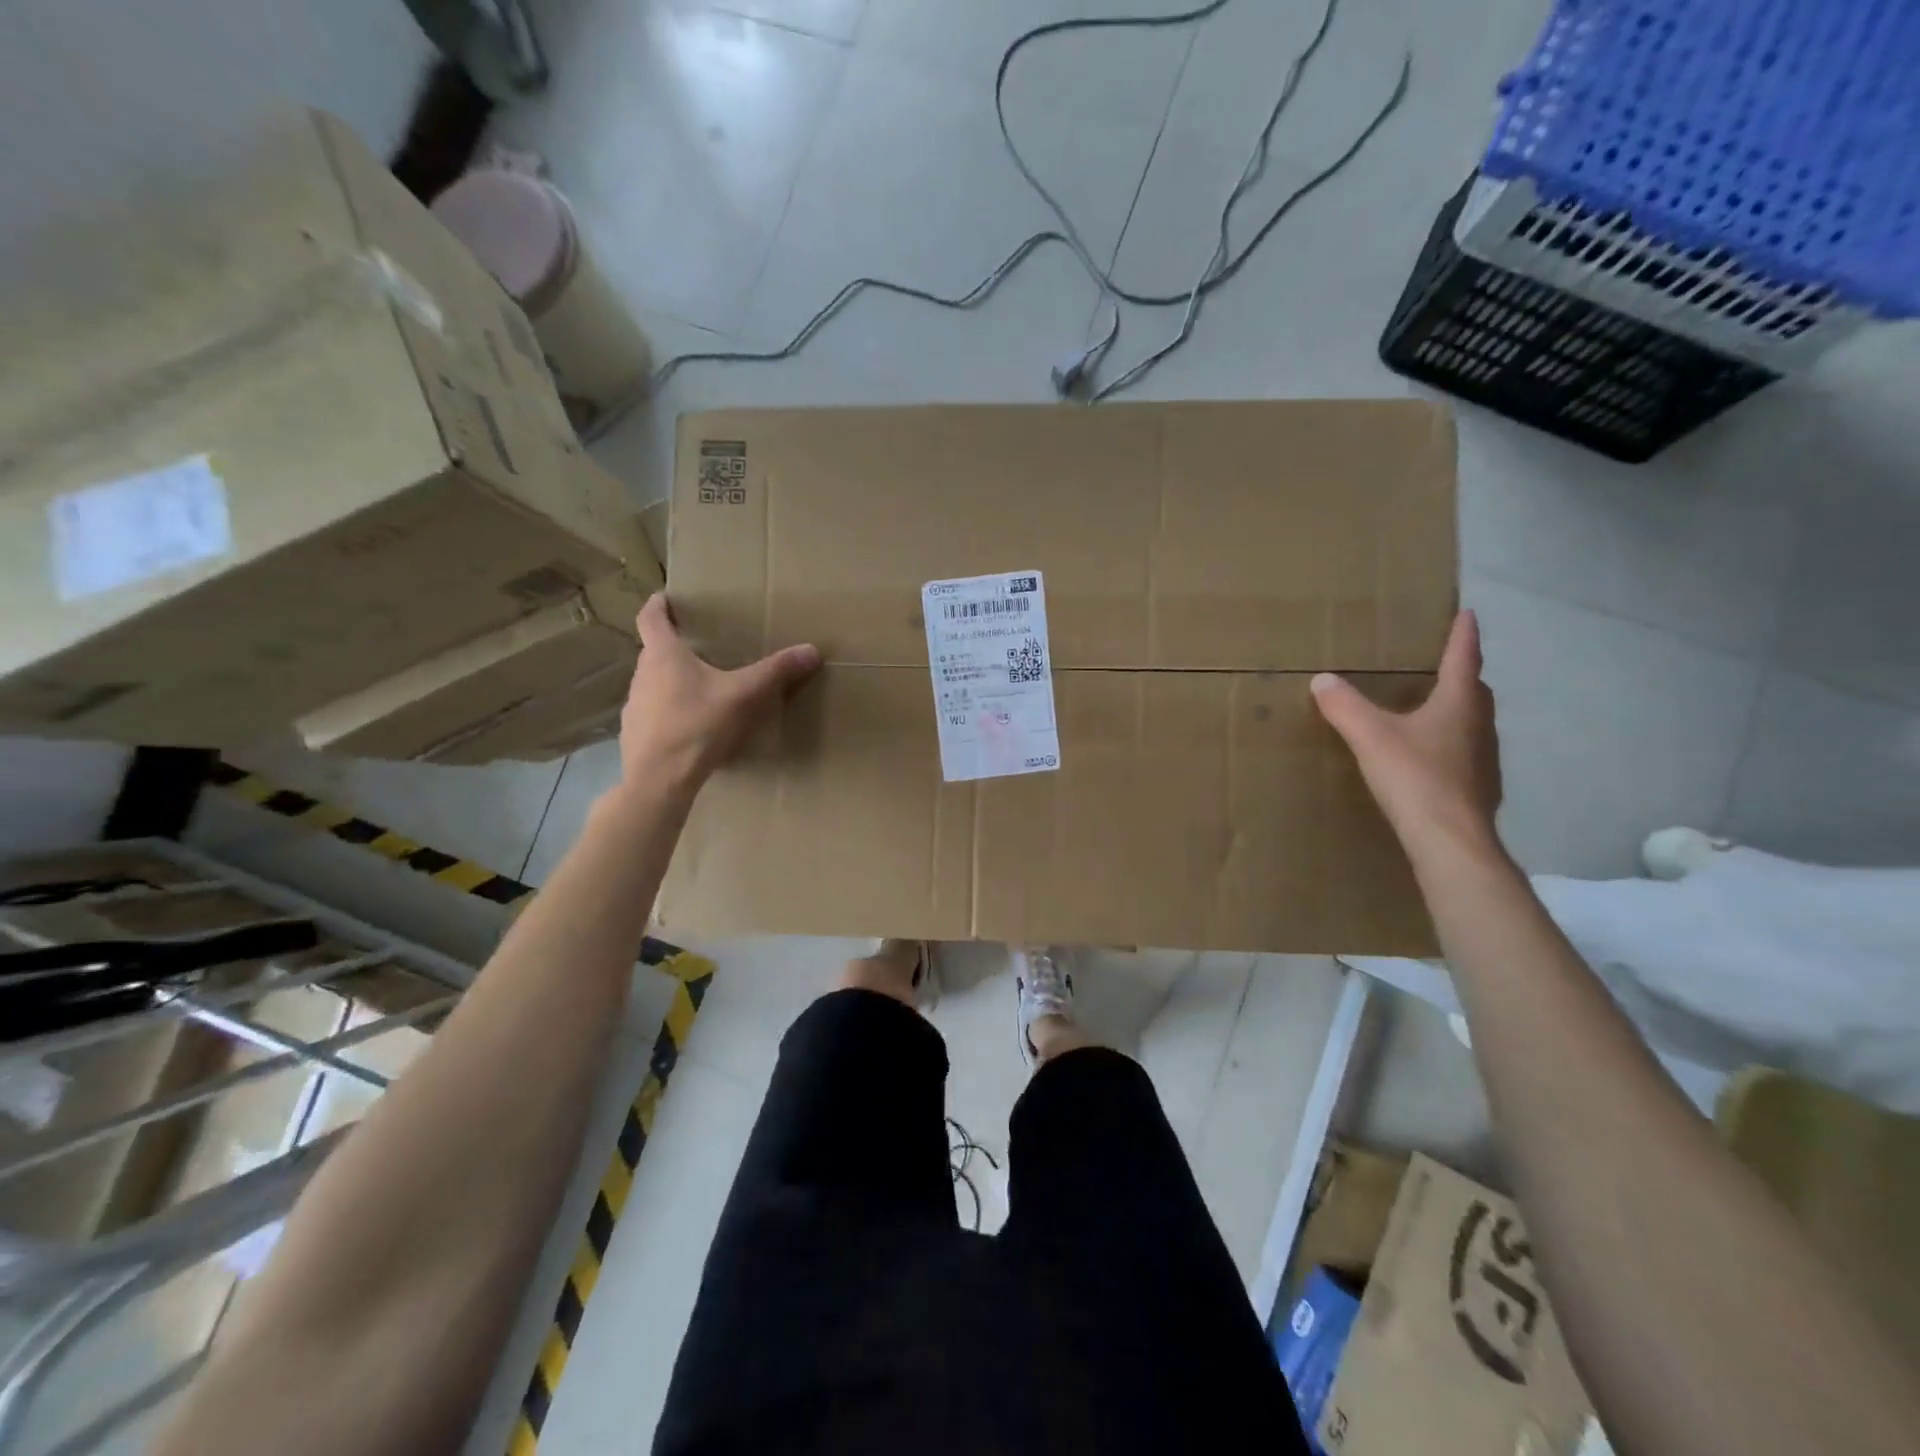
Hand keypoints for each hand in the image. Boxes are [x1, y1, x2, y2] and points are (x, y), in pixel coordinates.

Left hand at [618, 595, 821, 789]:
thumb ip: (776, 672)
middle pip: (654, 650)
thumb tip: (812, 650)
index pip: (650, 617)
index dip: (658, 604)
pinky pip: (653, 712)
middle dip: (674, 646)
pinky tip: (691, 726)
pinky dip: (669, 711)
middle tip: (701, 647)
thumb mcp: (744, 696)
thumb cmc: (697, 725)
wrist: (659, 779)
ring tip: (700, 688)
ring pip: (653, 682)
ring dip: (672, 680)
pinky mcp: (635, 732)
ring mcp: (634, 705)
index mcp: (664, 655)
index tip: (666, 597)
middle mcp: (642, 674)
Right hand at [1311, 609, 1502, 856]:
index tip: (1468, 614)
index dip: (1463, 636)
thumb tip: (1322, 680)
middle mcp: (1479, 727)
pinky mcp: (1479, 790)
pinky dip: (1452, 748)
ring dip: (1458, 713)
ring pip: (1473, 725)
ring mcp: (1484, 760)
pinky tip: (1431, 761)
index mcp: (1458, 705)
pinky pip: (1466, 756)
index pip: (1463, 660)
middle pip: (1475, 693)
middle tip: (1445, 667)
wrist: (1449, 839)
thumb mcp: (1370, 736)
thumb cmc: (1414, 777)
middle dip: (1463, 677)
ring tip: (1434, 713)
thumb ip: (1345, 706)